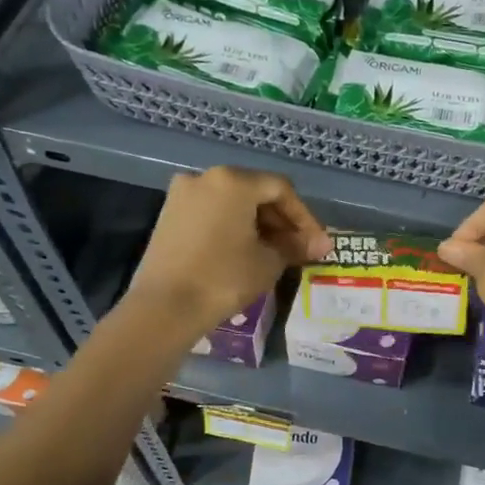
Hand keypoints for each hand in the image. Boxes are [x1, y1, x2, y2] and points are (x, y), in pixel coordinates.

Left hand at [125, 166, 330, 337]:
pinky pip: (212, 212)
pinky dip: (233, 226)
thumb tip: (319, 244)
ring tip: (275, 252)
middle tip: (299, 248)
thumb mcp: (268, 262)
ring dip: (258, 223)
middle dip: (281, 220)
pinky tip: (245, 250)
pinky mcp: (169, 214)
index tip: (318, 244)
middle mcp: (206, 177)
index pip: (281, 190)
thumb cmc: (224, 278)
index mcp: (234, 181)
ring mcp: (183, 194)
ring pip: (232, 202)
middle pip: (255, 191)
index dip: (305, 217)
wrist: (165, 307)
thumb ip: (295, 246)